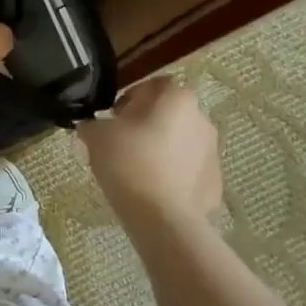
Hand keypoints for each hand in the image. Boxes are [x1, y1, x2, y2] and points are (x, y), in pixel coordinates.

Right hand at [78, 77, 222, 232]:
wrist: (163, 220)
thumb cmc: (130, 164)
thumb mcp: (97, 137)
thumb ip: (92, 124)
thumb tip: (90, 126)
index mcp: (177, 99)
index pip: (153, 85)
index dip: (130, 98)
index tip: (114, 118)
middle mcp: (202, 119)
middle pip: (170, 114)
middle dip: (147, 125)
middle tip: (122, 144)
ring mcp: (212, 153)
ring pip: (181, 143)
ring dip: (162, 150)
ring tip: (137, 171)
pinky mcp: (215, 184)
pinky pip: (189, 172)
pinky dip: (174, 177)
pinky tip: (154, 192)